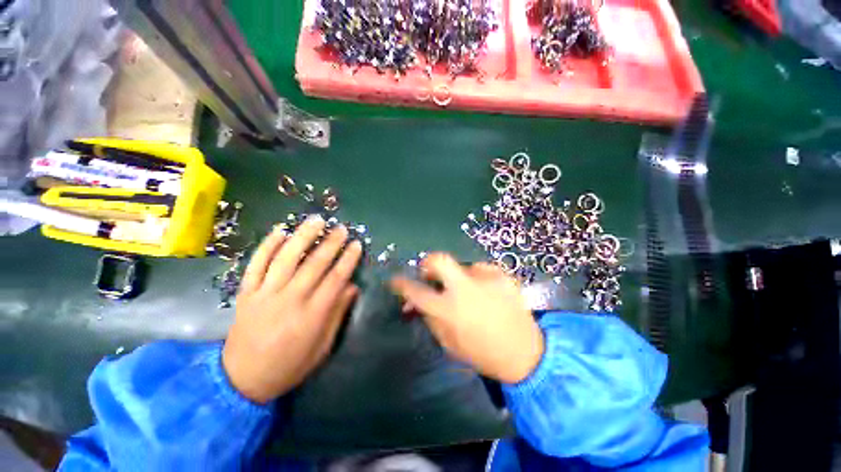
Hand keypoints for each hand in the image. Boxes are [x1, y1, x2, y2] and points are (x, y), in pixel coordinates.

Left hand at [222, 216, 361, 403]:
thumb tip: (352, 287)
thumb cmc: (289, 365)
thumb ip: (337, 314)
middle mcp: (289, 299)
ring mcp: (265, 294)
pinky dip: (267, 246)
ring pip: (286, 258)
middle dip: (330, 243)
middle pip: (314, 264)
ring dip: (303, 236)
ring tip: (316, 221)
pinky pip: (256, 264)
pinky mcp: (246, 293)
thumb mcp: (322, 347)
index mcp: (311, 315)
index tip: (356, 244)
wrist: (241, 380)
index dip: (348, 259)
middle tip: (341, 228)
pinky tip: (280, 231)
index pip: (335, 279)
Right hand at [390, 254, 543, 383]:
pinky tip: (489, 294)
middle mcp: (465, 289)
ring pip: (463, 267)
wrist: (526, 354)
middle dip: (428, 262)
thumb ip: (430, 318)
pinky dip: (479, 279)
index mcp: (449, 310)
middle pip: (439, 260)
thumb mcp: (449, 343)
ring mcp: (486, 278)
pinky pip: (482, 270)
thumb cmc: (482, 353)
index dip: (401, 284)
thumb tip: (415, 302)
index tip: (395, 280)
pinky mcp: (503, 275)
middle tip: (431, 272)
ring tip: (472, 295)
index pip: (416, 292)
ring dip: (460, 278)